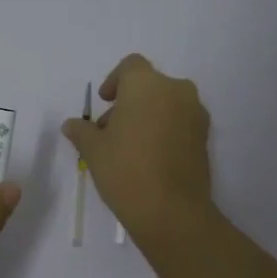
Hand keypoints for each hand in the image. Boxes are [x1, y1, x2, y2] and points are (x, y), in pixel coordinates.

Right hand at [61, 53, 212, 241]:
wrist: (171, 210)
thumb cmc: (125, 170)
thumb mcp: (94, 150)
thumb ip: (82, 131)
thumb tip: (71, 124)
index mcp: (146, 84)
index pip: (130, 66)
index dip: (115, 80)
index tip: (104, 101)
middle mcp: (176, 90)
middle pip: (150, 85)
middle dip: (129, 102)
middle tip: (111, 129)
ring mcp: (195, 113)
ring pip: (167, 103)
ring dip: (148, 115)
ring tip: (130, 146)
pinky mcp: (205, 137)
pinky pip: (180, 122)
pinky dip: (165, 129)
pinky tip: (150, 157)